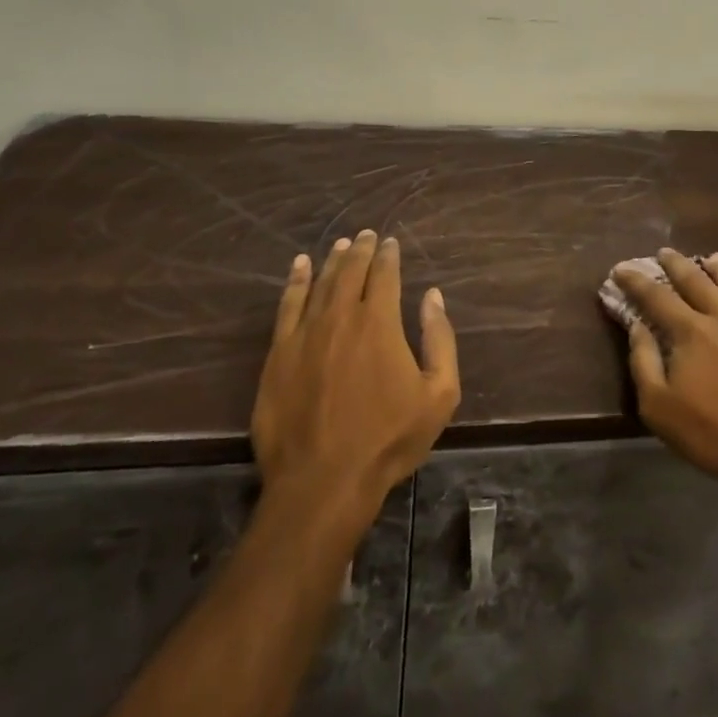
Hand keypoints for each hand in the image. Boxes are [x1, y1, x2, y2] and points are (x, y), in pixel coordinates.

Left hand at [254, 231, 459, 517]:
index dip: (389, 255)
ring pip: (320, 283)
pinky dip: (295, 282)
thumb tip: (432, 297)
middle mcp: (341, 316)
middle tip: (366, 235)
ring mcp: (305, 333)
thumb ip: (440, 339)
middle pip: (351, 271)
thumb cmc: (388, 439)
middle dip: (361, 250)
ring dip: (332, 260)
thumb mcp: (439, 394)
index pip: (385, 274)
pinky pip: (287, 306)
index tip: (391, 242)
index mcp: (380, 322)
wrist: (323, 481)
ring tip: (340, 244)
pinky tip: (299, 267)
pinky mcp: (278, 354)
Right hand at [614, 248, 717, 499]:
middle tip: (663, 252)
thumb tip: (637, 326)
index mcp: (692, 332)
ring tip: (707, 257)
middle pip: (696, 281)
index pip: (656, 297)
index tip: (620, 269)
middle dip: (675, 264)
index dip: (636, 281)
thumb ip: (643, 362)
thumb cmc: (714, 435)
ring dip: (714, 268)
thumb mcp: (660, 408)